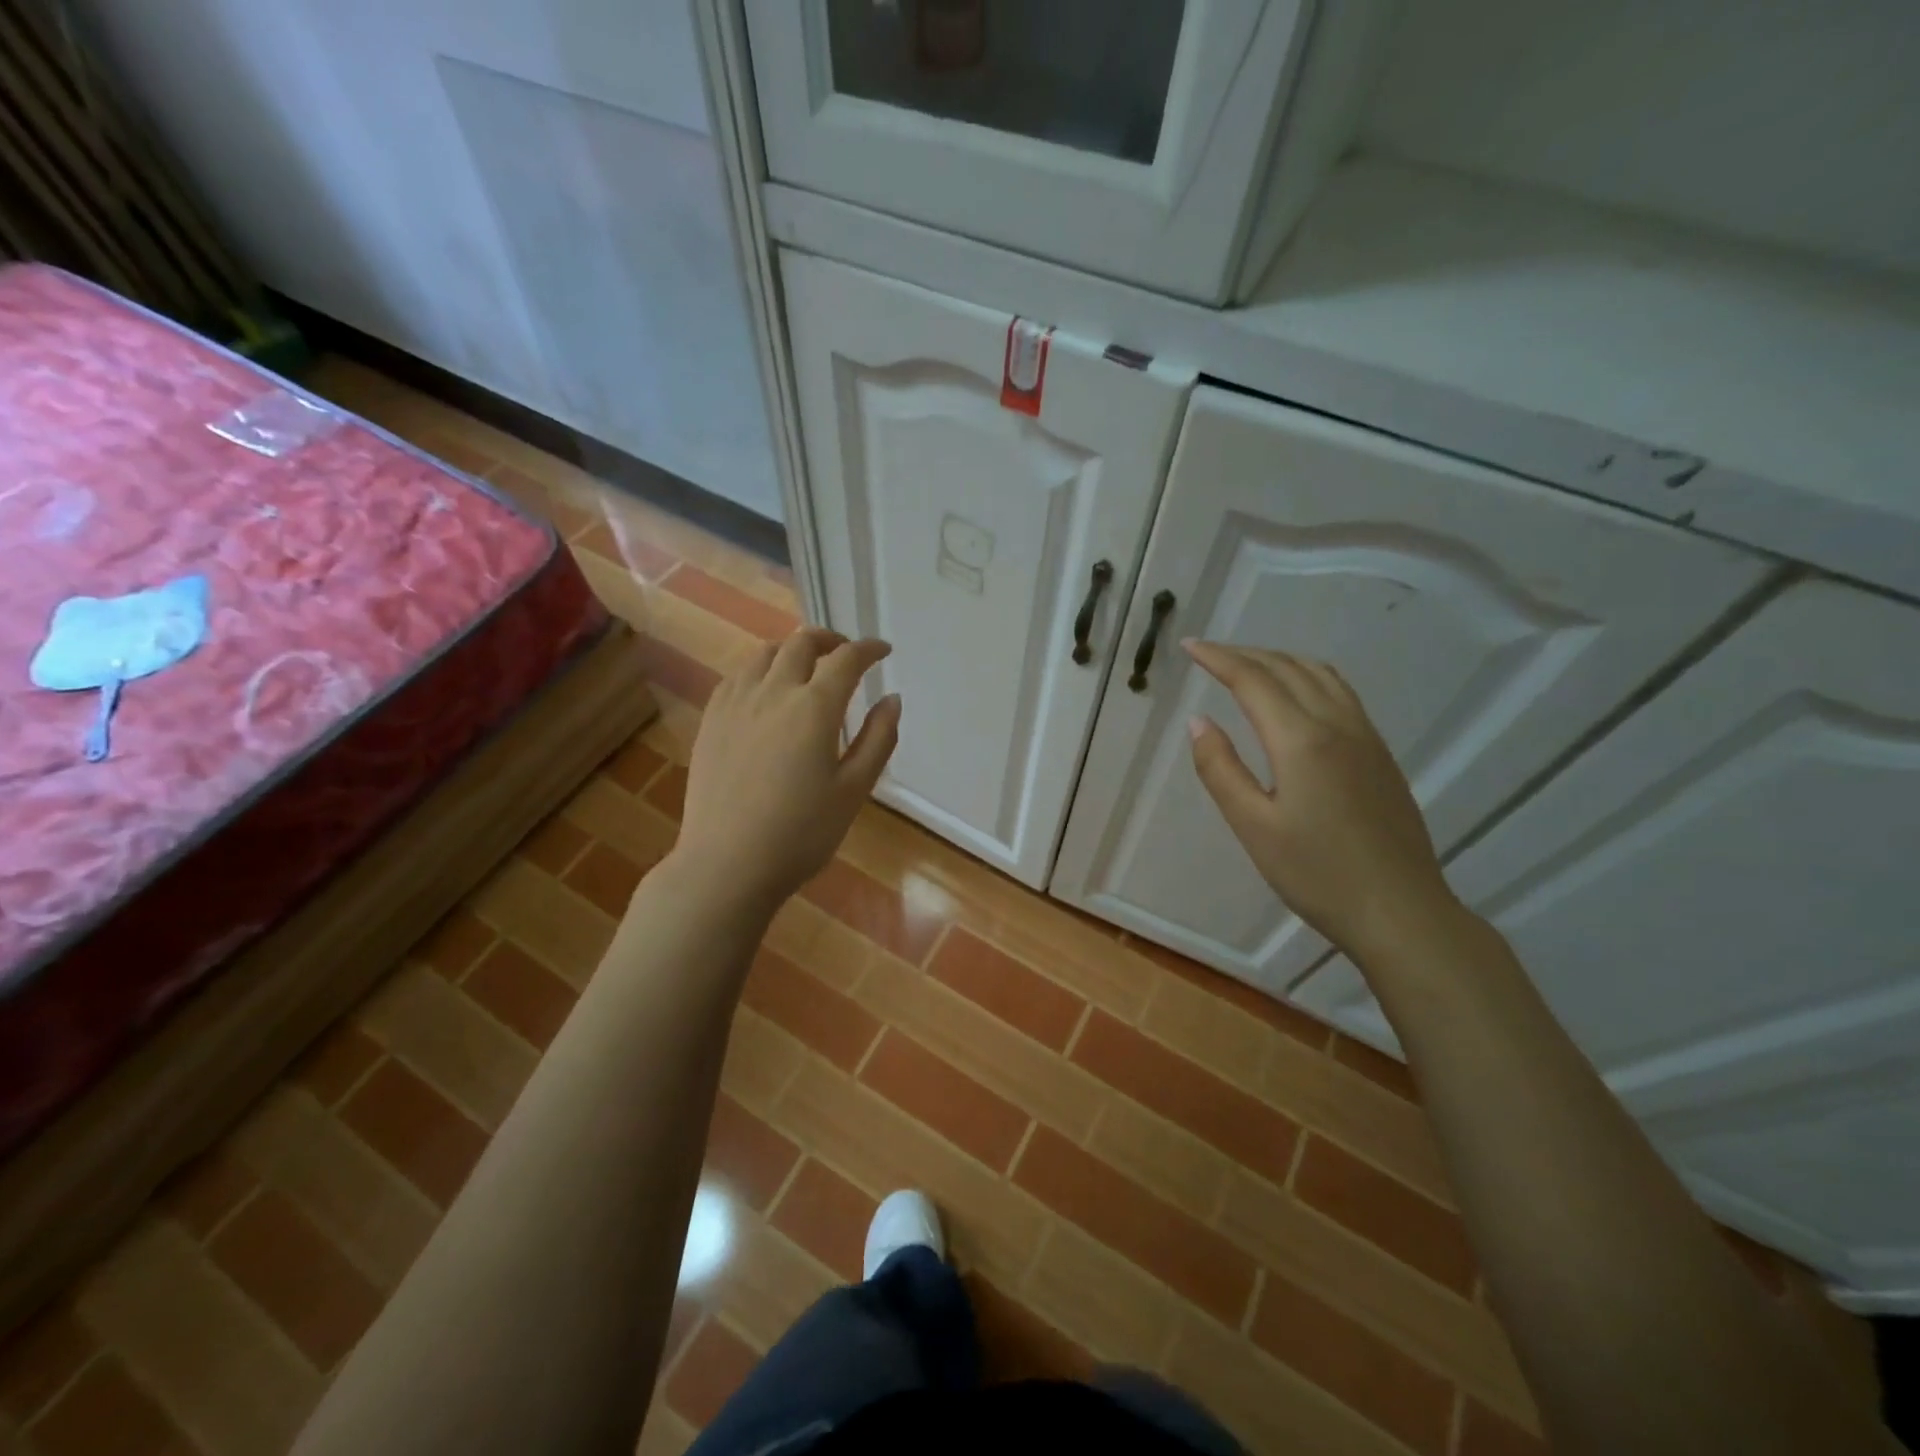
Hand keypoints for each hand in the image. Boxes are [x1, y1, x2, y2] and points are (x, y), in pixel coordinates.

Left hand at [670, 628, 899, 911]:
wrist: (727, 864)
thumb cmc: (801, 833)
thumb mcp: (854, 790)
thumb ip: (878, 739)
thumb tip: (892, 699)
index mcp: (814, 707)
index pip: (846, 659)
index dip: (868, 649)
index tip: (883, 650)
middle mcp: (773, 692)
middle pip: (802, 643)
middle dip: (830, 640)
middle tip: (845, 654)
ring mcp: (736, 703)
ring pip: (764, 654)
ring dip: (792, 650)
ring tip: (806, 666)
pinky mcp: (711, 720)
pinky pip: (737, 676)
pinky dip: (760, 669)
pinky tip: (764, 690)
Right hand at [1183, 641, 1459, 962]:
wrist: (1400, 910)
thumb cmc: (1317, 874)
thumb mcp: (1253, 826)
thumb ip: (1221, 769)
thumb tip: (1199, 722)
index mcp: (1301, 740)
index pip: (1253, 680)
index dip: (1218, 658)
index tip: (1189, 646)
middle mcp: (1337, 725)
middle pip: (1287, 668)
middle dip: (1245, 654)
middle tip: (1209, 653)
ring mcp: (1366, 737)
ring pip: (1320, 675)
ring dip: (1279, 660)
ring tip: (1248, 665)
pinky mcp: (1380, 754)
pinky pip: (1341, 692)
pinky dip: (1308, 676)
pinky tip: (1296, 694)